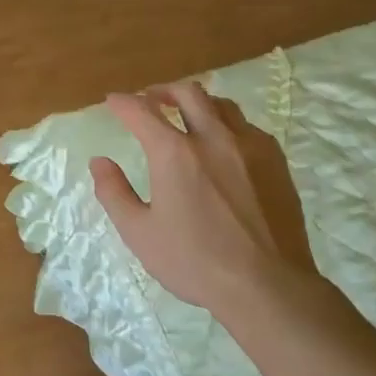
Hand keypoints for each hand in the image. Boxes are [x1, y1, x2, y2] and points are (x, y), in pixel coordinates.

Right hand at [91, 81, 327, 326]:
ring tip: (187, 115)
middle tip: (150, 99)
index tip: (113, 100)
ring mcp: (250, 146)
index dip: (123, 102)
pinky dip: (227, 125)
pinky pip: (247, 127)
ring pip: (221, 105)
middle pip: (187, 93)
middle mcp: (213, 137)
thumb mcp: (140, 233)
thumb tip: (99, 162)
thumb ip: (114, 193)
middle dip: (163, 90)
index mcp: (175, 153)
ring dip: (198, 103)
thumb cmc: (195, 262)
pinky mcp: (275, 161)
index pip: (142, 111)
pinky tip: (224, 144)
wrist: (268, 284)